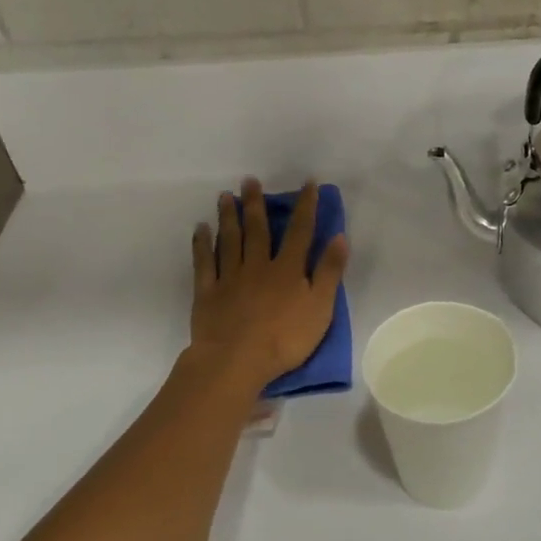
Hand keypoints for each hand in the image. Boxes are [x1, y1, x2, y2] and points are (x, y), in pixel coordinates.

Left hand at [190, 179, 349, 388]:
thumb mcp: (320, 307)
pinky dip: (202, 244)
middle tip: (249, 180)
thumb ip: (329, 272)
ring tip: (225, 196)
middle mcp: (258, 265)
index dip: (305, 206)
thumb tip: (339, 236)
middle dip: (256, 204)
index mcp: (288, 269)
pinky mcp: (208, 292)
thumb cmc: (285, 338)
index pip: (300, 231)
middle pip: (258, 229)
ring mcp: (230, 277)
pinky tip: (201, 229)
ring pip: (229, 240)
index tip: (307, 184)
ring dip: (229, 217)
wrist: (237, 360)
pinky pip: (204, 262)